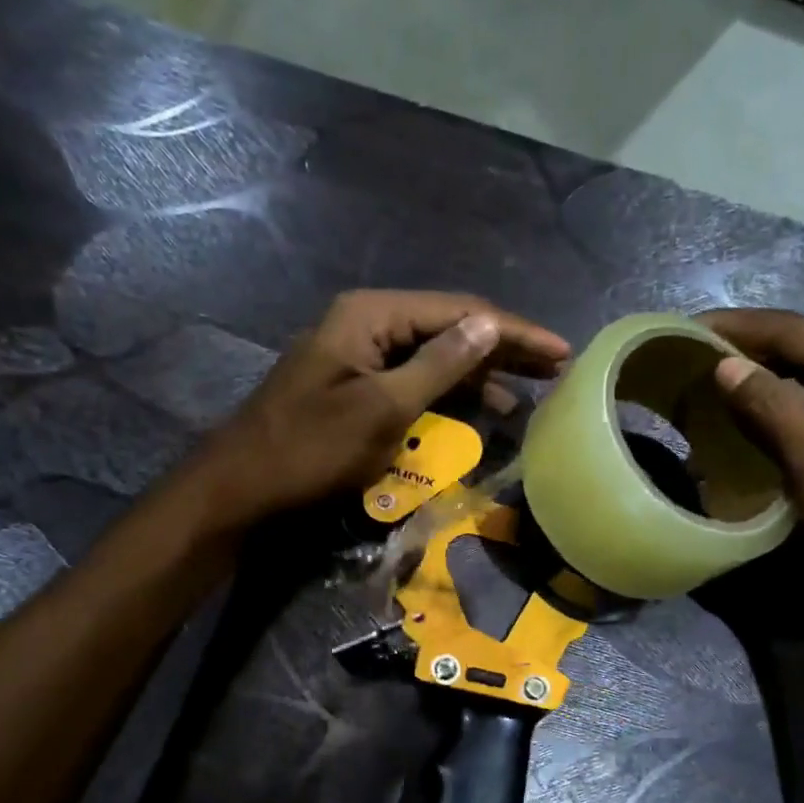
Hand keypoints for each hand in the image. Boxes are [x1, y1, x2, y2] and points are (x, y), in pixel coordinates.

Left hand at [192, 290, 569, 527]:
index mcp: (371, 315)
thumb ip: (439, 365)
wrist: (242, 490)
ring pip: (435, 356)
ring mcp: (360, 356)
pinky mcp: (357, 388)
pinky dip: (451, 394)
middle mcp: (368, 324)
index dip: (514, 332)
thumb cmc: (310, 451)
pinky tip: (481, 409)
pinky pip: (415, 381)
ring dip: (481, 373)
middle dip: (503, 347)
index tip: (561, 351)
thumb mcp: (382, 409)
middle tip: (555, 367)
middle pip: (450, 328)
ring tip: (529, 392)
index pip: (460, 312)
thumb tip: (489, 325)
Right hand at [704, 308, 803, 655]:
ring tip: (698, 407)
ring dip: (753, 400)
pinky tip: (736, 448)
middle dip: (741, 361)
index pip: (794, 332)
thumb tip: (725, 366)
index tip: (681, 332)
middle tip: (682, 373)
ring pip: (802, 396)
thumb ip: (774, 414)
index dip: (736, 328)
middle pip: (798, 358)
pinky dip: (772, 434)